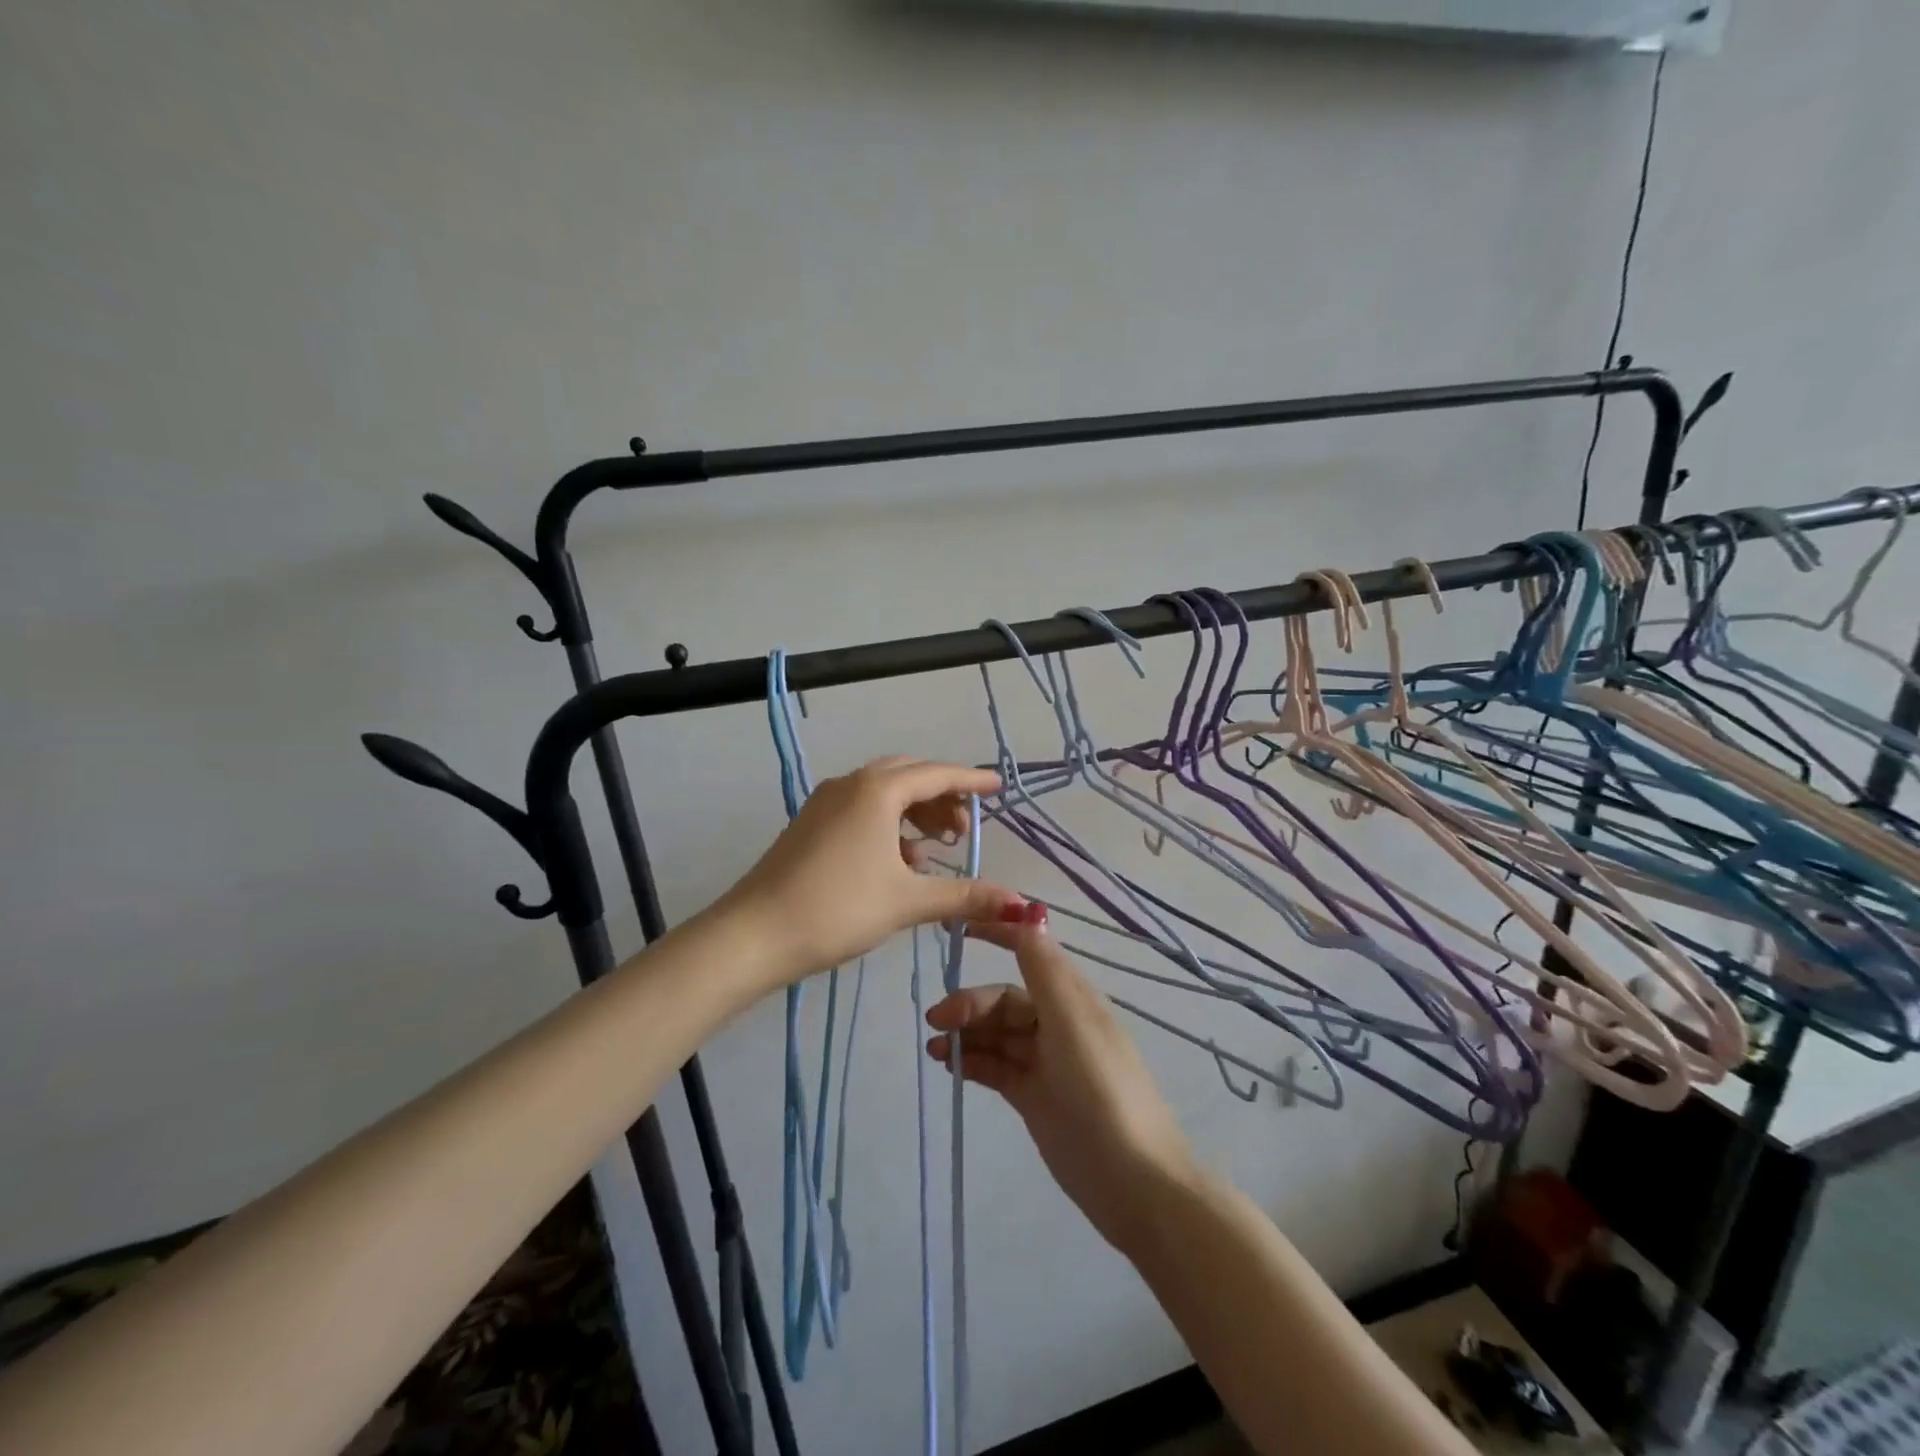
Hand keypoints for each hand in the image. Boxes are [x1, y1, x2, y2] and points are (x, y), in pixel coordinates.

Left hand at [721, 756, 1020, 986]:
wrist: (754, 934)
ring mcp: (826, 803)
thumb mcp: (907, 901)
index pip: (936, 774)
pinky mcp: (811, 824)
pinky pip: (862, 809)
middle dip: (941, 797)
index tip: (998, 788)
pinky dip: (888, 825)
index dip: (971, 780)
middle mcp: (851, 784)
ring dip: (914, 813)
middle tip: (964, 829)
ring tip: (935, 849)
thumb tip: (1019, 903)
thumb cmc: (837, 908)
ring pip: (883, 793)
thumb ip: (964, 896)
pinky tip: (898, 862)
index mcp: (877, 791)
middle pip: (909, 776)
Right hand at [925, 906, 1198, 1250]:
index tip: (958, 929)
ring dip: (967, 1033)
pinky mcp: (1034, 1097)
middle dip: (971, 1003)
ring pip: (997, 1034)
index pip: (1030, 953)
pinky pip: (996, 1067)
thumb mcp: (1071, 1021)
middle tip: (937, 1021)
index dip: (998, 935)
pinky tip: (950, 1066)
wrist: (1132, 1179)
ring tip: (936, 1047)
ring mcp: (1045, 1062)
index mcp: (1073, 998)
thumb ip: (1044, 970)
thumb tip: (1030, 914)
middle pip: (1005, 1000)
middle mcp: (1058, 1023)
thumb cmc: (1102, 1088)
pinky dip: (973, 1061)